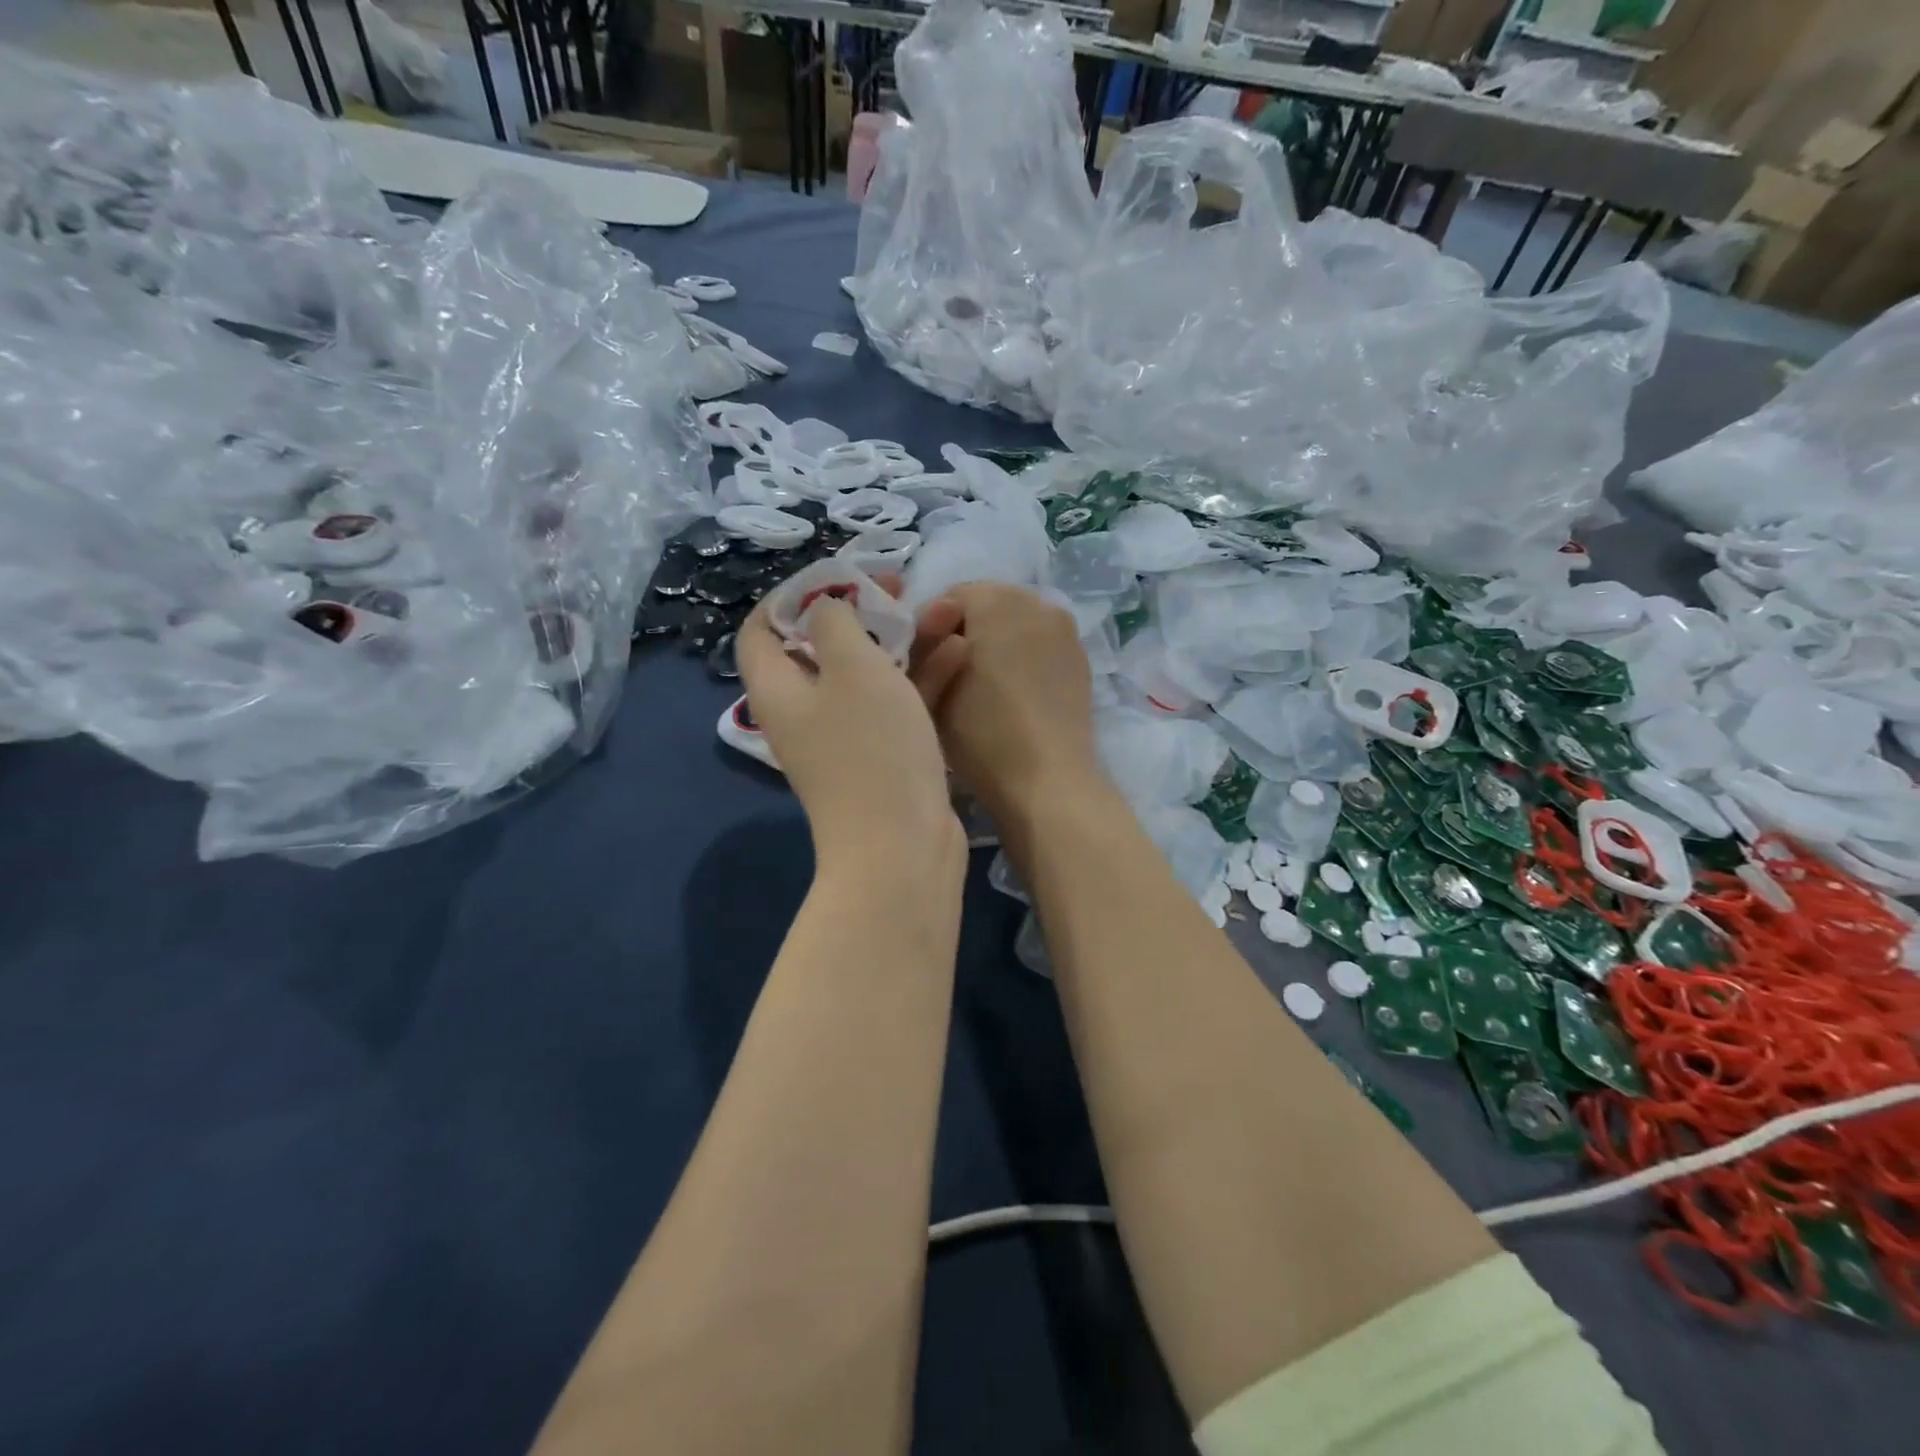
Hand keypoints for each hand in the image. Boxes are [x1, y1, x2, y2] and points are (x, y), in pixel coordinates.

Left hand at [737, 589, 969, 869]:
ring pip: (869, 673)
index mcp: (779, 689)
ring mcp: (847, 737)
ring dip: (904, 640)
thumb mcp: (853, 667)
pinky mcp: (884, 756)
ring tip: (947, 611)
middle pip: (822, 647)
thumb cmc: (871, 749)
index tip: (839, 579)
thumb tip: (827, 608)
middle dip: (864, 612)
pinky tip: (961, 652)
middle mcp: (806, 712)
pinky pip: (898, 704)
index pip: (761, 629)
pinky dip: (923, 677)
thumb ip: (836, 622)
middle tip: (901, 589)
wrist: (902, 847)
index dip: (793, 596)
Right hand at [909, 583, 1097, 817]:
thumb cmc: (982, 734)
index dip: (931, 630)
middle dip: (967, 631)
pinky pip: (1040, 643)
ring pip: (1016, 623)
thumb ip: (923, 648)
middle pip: (987, 604)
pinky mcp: (1080, 657)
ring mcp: (1065, 628)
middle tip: (953, 676)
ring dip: (997, 642)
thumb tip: (935, 631)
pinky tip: (1015, 694)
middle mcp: (1035, 601)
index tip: (926, 667)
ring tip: (985, 687)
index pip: (949, 597)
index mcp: (995, 599)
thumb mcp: (930, 690)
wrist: (1048, 779)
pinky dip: (1023, 656)